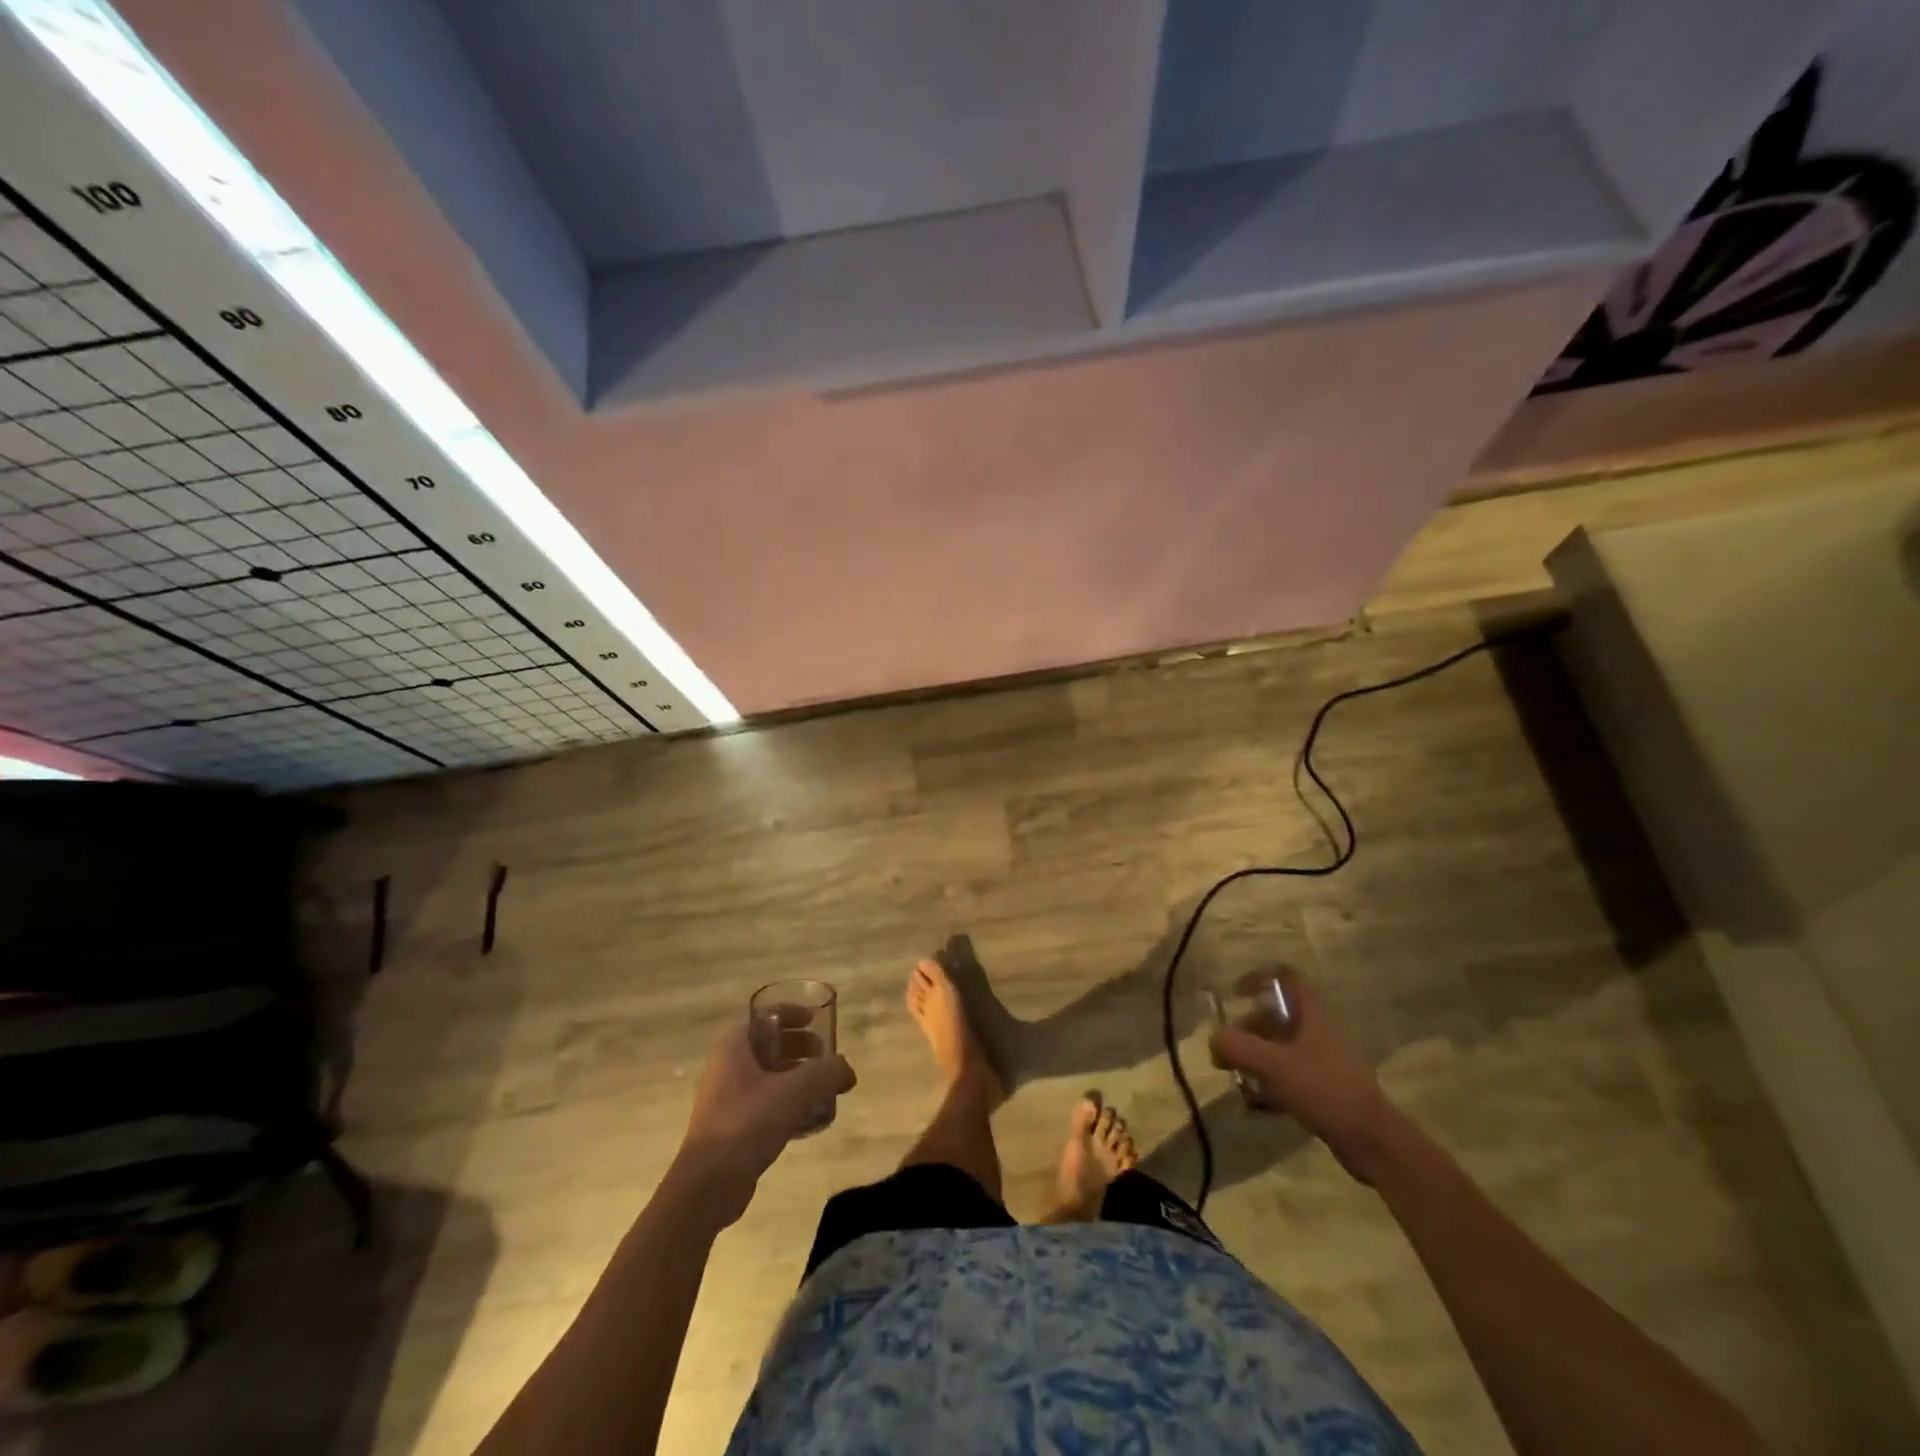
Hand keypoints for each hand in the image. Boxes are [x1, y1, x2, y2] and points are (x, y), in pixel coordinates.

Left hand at [675, 1019, 855, 1224]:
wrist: (708, 1185)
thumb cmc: (748, 1123)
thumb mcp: (795, 1091)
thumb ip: (826, 1073)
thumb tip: (847, 1071)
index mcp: (734, 1048)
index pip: (764, 1017)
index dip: (791, 1014)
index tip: (816, 1020)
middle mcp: (726, 1068)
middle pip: (767, 1046)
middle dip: (798, 1047)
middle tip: (825, 1056)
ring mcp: (725, 1100)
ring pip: (766, 1076)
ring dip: (795, 1076)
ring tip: (822, 1087)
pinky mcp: (730, 1128)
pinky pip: (763, 1104)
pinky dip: (786, 1102)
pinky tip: (808, 1119)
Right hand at [1209, 966, 1404, 1183]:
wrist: (1372, 1142)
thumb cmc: (1324, 1090)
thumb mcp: (1273, 1065)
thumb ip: (1237, 1046)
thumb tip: (1214, 1039)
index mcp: (1313, 1014)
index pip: (1286, 977)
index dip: (1259, 977)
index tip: (1235, 994)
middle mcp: (1319, 1032)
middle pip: (1277, 1017)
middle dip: (1248, 1030)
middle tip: (1227, 1050)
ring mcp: (1324, 1062)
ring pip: (1281, 1049)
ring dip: (1256, 1060)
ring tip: (1236, 1079)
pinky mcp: (1326, 1090)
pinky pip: (1290, 1078)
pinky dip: (1270, 1086)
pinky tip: (1254, 1106)